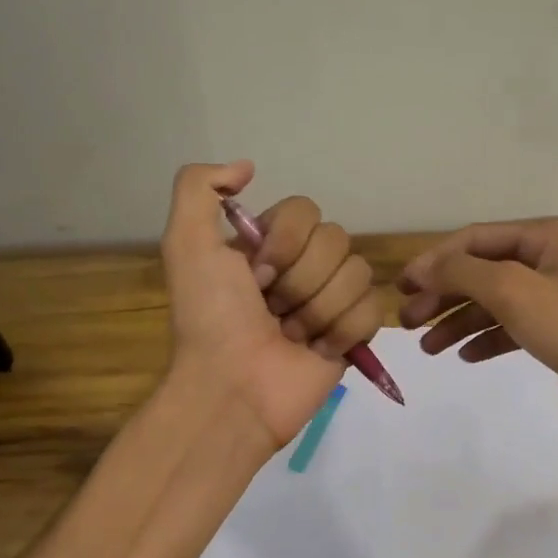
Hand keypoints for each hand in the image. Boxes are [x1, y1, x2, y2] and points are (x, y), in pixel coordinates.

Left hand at [162, 161, 382, 449]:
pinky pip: (372, 310)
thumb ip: (199, 189)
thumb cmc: (210, 320)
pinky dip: (343, 332)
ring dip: (319, 309)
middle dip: (301, 281)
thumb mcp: (186, 246)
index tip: (256, 276)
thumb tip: (247, 166)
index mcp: (269, 245)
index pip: (306, 210)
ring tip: (291, 336)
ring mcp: (332, 301)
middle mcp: (303, 267)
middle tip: (273, 311)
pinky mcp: (354, 334)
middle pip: (337, 241)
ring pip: (358, 274)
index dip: (286, 242)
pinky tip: (316, 351)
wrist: (233, 390)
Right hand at [396, 218, 557, 403]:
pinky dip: (487, 339)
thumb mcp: (513, 291)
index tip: (400, 288)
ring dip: (459, 321)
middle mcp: (551, 259)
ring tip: (428, 348)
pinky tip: (465, 356)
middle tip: (407, 322)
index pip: (475, 239)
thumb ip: (462, 273)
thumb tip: (422, 267)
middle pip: (483, 271)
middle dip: (444, 295)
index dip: (434, 261)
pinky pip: (514, 328)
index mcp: (545, 236)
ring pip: (496, 302)